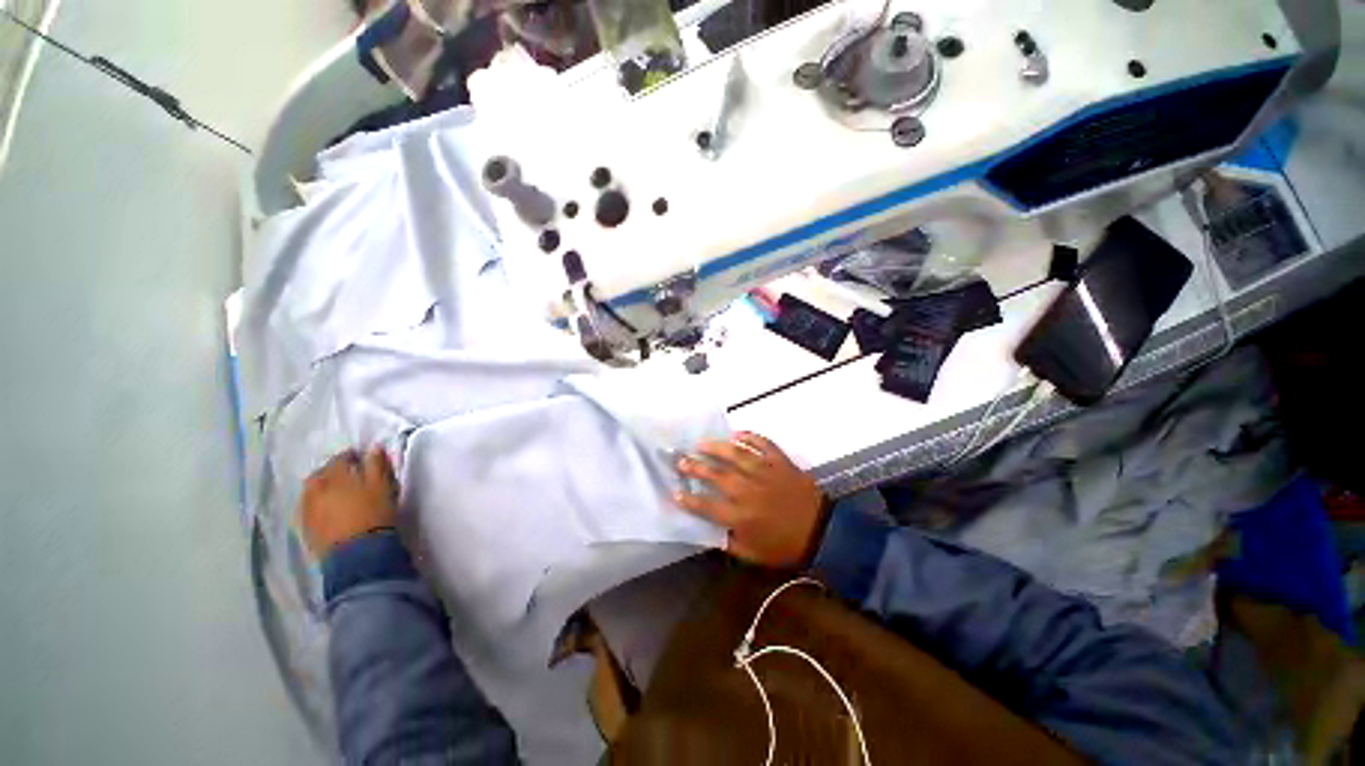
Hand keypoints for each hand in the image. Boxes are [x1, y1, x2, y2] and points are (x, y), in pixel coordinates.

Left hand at [301, 447, 398, 557]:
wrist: (358, 554)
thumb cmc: (374, 514)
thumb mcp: (383, 486)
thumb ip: (377, 465)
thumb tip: (373, 448)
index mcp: (334, 476)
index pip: (340, 458)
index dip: (352, 456)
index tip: (363, 459)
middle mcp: (314, 489)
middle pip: (321, 474)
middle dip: (333, 471)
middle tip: (349, 475)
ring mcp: (306, 509)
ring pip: (312, 491)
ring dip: (323, 488)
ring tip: (338, 492)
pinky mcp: (305, 527)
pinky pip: (309, 508)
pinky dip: (318, 504)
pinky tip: (330, 509)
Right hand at [674, 432, 827, 568]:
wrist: (822, 531)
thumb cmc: (785, 546)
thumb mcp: (752, 554)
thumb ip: (728, 542)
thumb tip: (708, 531)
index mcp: (741, 516)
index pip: (707, 506)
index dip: (689, 500)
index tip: (675, 492)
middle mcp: (749, 491)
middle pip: (717, 475)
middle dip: (695, 467)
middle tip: (680, 459)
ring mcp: (766, 473)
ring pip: (736, 455)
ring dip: (717, 448)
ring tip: (701, 443)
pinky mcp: (781, 462)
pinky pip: (763, 444)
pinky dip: (750, 437)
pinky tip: (737, 434)